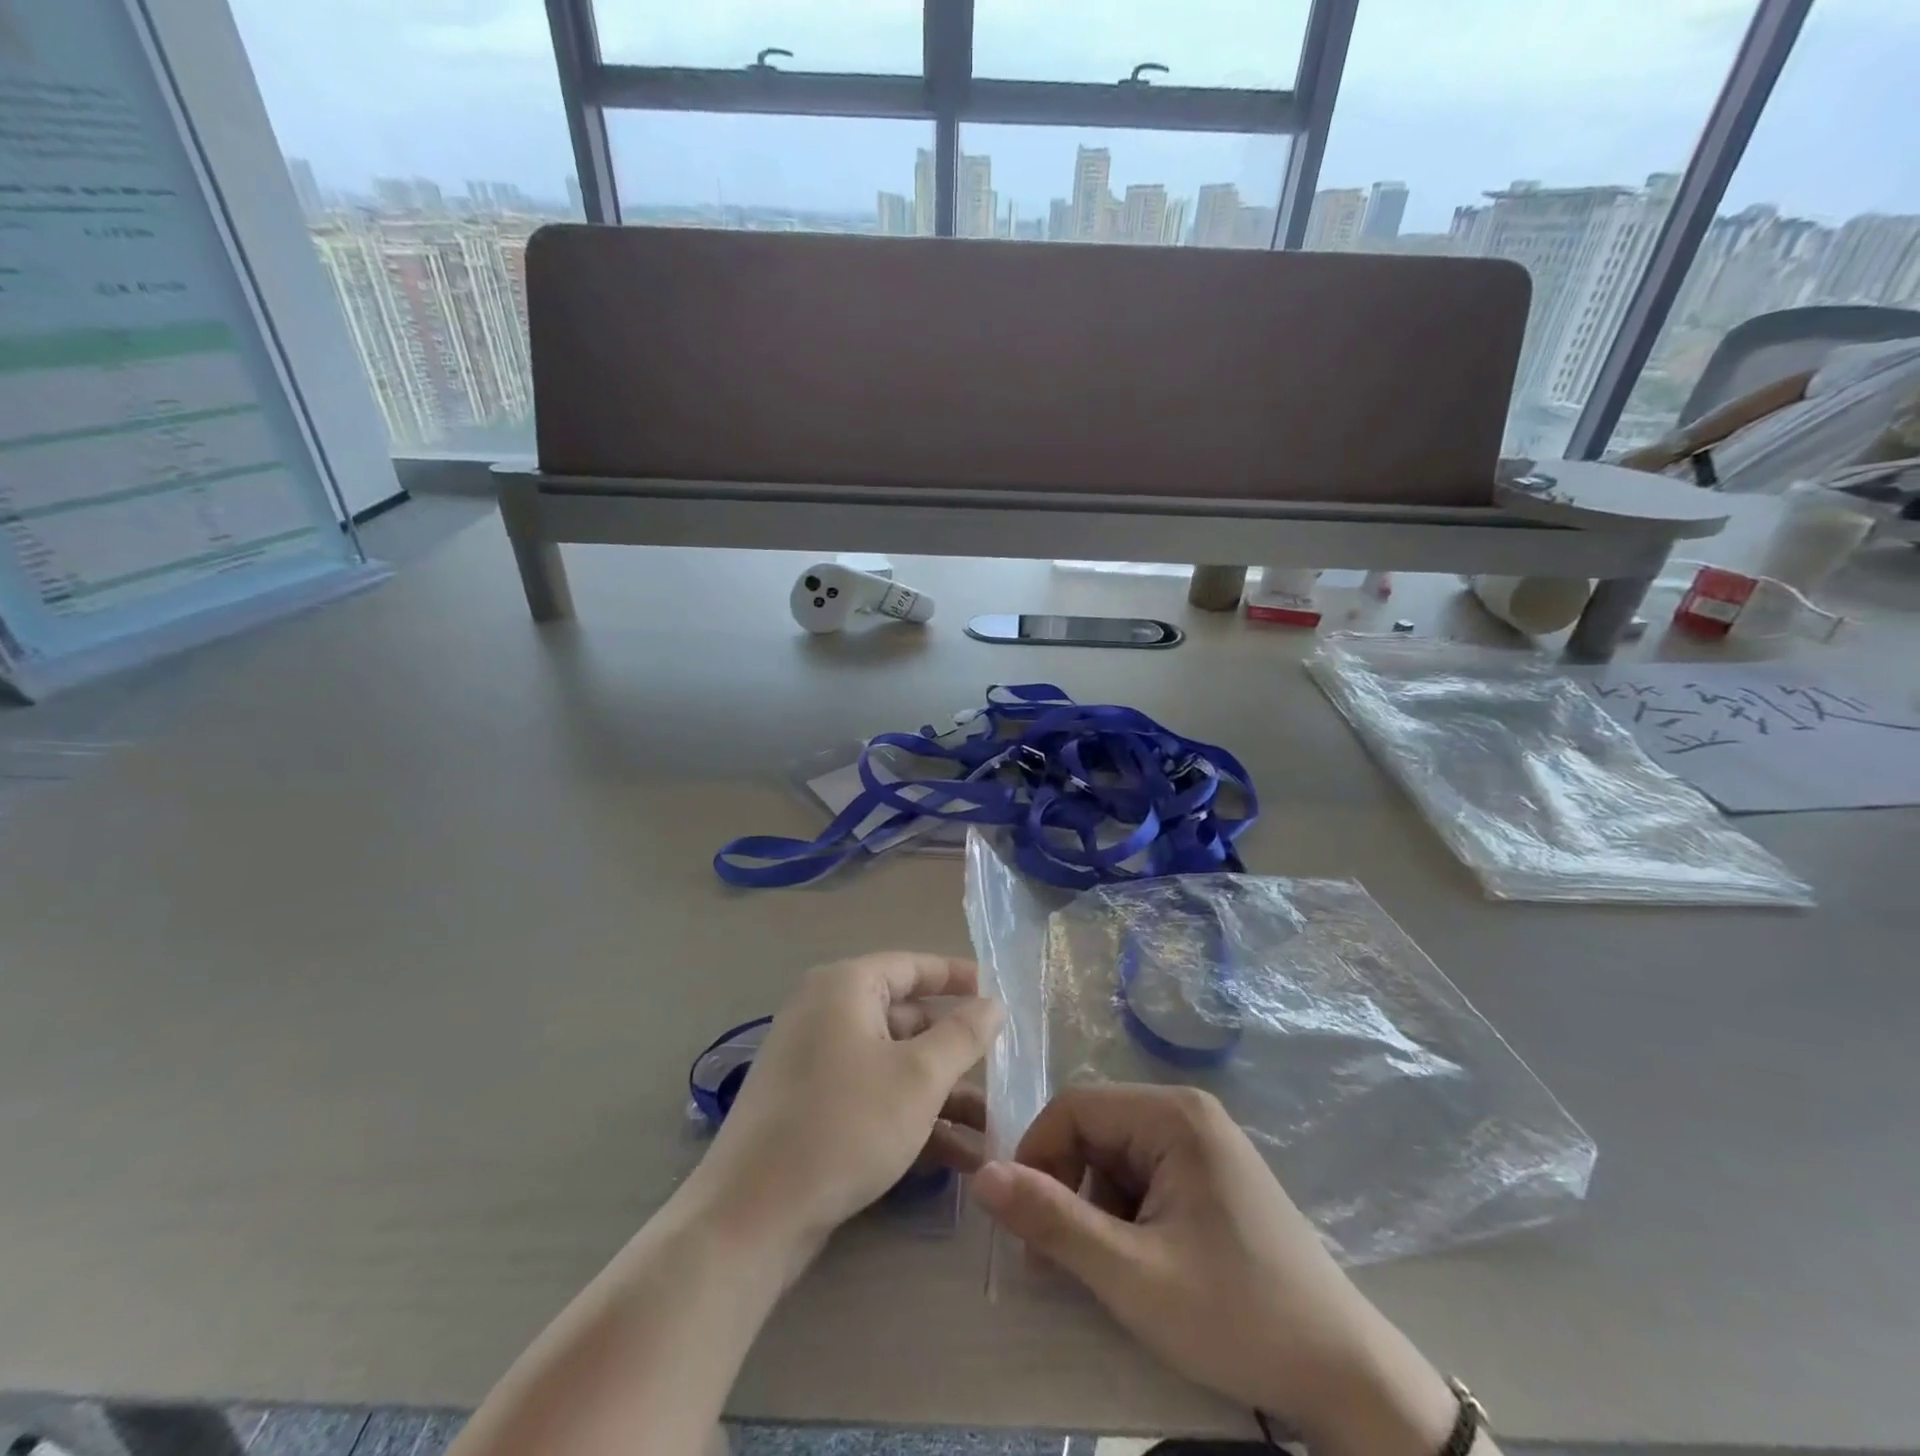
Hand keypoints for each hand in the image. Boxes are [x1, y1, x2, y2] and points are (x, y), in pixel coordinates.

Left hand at [682, 952, 1000, 1274]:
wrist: (752, 1215)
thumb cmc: (844, 1124)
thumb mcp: (918, 1078)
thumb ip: (963, 1035)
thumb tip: (993, 1004)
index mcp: (845, 987)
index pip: (912, 966)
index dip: (957, 976)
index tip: (996, 991)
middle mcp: (826, 1014)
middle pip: (906, 1019)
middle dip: (956, 1051)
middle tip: (1001, 1072)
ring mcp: (815, 1063)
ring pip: (894, 1065)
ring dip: (942, 1095)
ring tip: (992, 1130)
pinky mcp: (811, 1108)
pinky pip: (873, 1096)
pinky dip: (911, 1117)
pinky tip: (958, 1159)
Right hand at [970, 1085, 1459, 1455]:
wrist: (1349, 1380)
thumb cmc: (1237, 1317)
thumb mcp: (1132, 1275)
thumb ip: (1053, 1221)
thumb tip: (980, 1175)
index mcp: (1173, 1116)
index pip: (1076, 1108)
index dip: (1037, 1155)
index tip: (1020, 1220)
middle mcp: (1188, 1114)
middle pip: (1096, 1131)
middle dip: (1065, 1188)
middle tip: (1052, 1258)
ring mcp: (1204, 1145)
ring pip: (1115, 1158)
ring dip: (1092, 1208)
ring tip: (1098, 1271)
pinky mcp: (1212, 1178)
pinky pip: (1145, 1178)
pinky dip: (1123, 1217)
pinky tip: (1134, 1265)